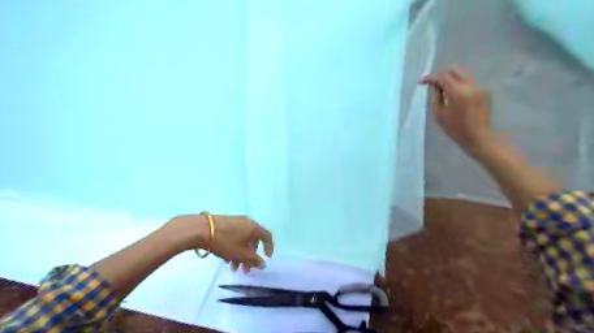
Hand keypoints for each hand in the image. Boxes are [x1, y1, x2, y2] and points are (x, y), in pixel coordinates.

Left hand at [162, 215, 273, 272]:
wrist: (201, 229)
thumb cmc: (224, 242)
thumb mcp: (240, 254)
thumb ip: (254, 260)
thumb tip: (264, 264)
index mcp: (254, 228)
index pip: (267, 236)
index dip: (269, 248)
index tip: (266, 258)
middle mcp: (247, 222)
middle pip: (253, 241)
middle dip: (250, 257)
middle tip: (244, 270)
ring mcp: (236, 221)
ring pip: (243, 240)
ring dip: (240, 254)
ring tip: (232, 267)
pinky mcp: (226, 223)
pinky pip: (235, 236)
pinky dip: (234, 247)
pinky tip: (225, 258)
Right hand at [420, 64, 494, 151]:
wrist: (478, 137)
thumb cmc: (455, 129)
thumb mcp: (439, 114)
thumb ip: (436, 97)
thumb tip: (435, 87)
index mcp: (458, 92)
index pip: (442, 77)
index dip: (430, 78)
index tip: (421, 82)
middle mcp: (470, 85)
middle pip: (454, 70)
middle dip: (442, 76)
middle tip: (433, 85)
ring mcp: (479, 87)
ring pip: (462, 75)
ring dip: (451, 80)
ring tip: (443, 90)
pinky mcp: (483, 91)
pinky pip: (468, 82)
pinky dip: (459, 85)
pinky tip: (454, 96)